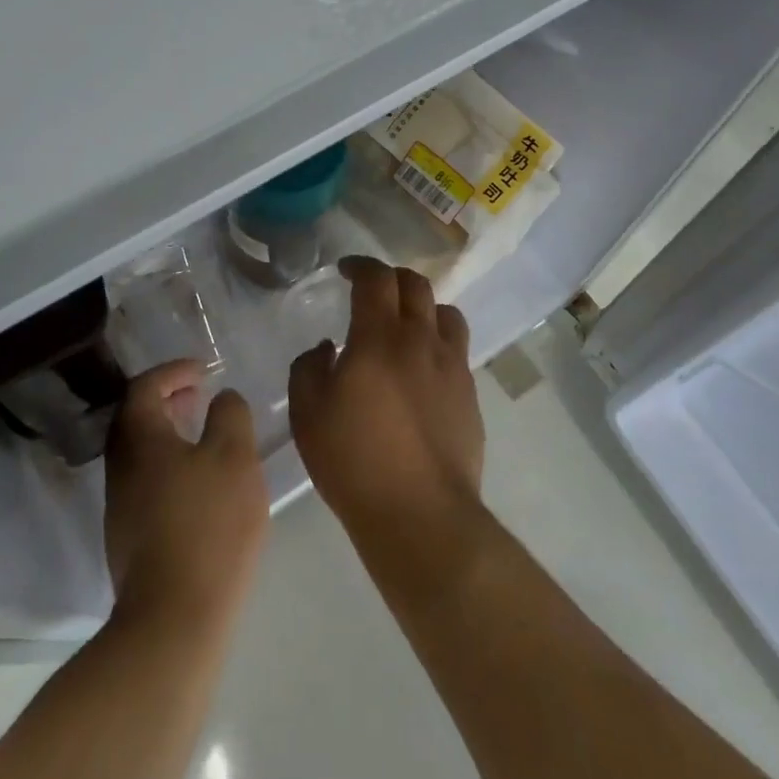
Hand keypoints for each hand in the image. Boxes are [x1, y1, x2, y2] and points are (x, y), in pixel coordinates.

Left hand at [105, 361, 268, 628]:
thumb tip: (222, 399)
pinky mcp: (128, 535)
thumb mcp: (234, 456)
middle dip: (168, 399)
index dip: (174, 371)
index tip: (205, 371)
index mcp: (139, 437)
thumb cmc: (209, 524)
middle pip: (136, 417)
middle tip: (201, 396)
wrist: (175, 616)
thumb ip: (230, 415)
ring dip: (168, 432)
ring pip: (140, 451)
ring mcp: (119, 503)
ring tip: (204, 435)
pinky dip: (169, 462)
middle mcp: (120, 465)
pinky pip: (146, 479)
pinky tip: (199, 482)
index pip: (145, 386)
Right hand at [287, 257, 482, 544]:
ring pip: (446, 313)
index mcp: (379, 338)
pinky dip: (438, 342)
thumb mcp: (307, 414)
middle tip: (371, 289)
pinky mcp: (470, 394)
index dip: (360, 266)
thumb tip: (327, 348)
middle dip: (391, 278)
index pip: (376, 279)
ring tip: (405, 323)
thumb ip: (308, 369)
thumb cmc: (354, 461)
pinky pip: (457, 350)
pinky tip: (422, 369)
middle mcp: (422, 341)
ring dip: (423, 306)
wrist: (420, 513)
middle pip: (416, 286)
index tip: (345, 270)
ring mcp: (453, 367)